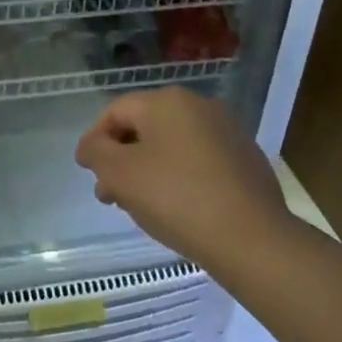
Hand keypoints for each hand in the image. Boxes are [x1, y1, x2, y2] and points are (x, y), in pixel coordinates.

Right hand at [75, 88, 290, 273]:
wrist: (253, 240)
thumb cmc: (177, 198)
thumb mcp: (120, 174)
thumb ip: (96, 152)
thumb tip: (90, 146)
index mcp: (166, 101)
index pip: (116, 111)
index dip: (95, 140)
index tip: (88, 172)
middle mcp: (199, 106)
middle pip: (145, 128)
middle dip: (122, 159)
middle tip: (111, 195)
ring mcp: (227, 132)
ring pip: (173, 146)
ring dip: (150, 170)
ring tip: (141, 207)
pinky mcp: (247, 161)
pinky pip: (200, 162)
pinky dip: (181, 178)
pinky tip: (178, 209)